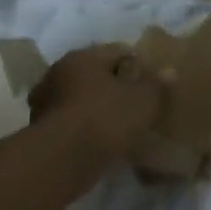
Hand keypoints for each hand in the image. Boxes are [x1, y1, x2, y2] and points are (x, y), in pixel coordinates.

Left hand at [29, 44, 167, 160]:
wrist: (64, 158)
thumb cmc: (107, 118)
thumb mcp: (143, 100)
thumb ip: (156, 85)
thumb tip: (169, 71)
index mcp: (84, 57)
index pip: (117, 51)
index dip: (139, 63)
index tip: (153, 81)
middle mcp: (59, 72)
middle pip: (95, 74)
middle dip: (115, 85)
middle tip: (137, 102)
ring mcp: (46, 101)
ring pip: (81, 98)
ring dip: (98, 107)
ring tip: (121, 124)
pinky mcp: (42, 129)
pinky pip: (73, 122)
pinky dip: (87, 127)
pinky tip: (102, 140)